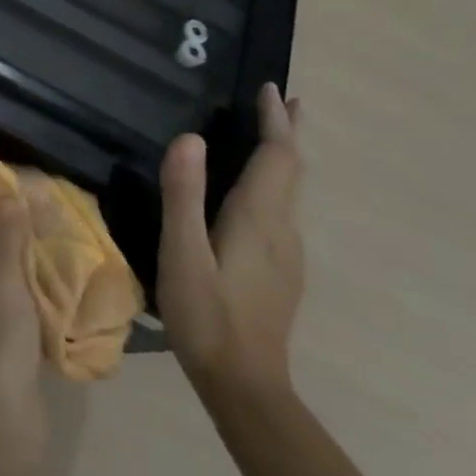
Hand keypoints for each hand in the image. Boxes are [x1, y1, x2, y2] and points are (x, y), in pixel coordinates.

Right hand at [158, 83, 304, 406]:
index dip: (275, 120)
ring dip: (282, 156)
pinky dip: (275, 182)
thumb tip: (190, 137)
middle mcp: (283, 229)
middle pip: (292, 169)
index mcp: (259, 218)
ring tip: (270, 135)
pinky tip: (257, 193)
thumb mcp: (183, 254)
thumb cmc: (208, 317)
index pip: (277, 156)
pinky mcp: (282, 272)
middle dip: (288, 132)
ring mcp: (288, 254)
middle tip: (287, 100)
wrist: (246, 388)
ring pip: (290, 191)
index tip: (270, 88)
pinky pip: (282, 210)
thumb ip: (184, 195)